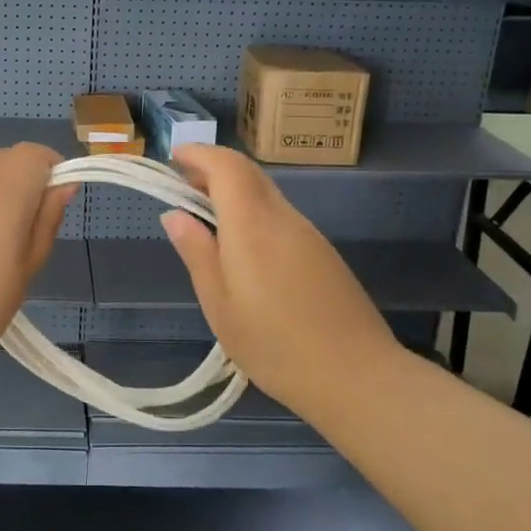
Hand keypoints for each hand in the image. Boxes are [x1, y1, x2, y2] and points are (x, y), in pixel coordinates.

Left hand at [0, 143, 74, 380]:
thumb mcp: (25, 272)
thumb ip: (45, 222)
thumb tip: (62, 186)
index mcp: (1, 192)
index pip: (34, 153)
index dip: (52, 169)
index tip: (58, 204)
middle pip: (5, 159)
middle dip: (27, 179)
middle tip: (33, 227)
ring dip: (0, 194)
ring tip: (2, 247)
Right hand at [161, 145, 399, 399]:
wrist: (357, 376)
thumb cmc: (274, 344)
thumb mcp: (219, 304)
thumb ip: (196, 252)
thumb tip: (174, 214)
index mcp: (252, 224)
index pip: (227, 166)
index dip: (199, 154)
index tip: (173, 158)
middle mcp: (283, 217)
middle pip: (248, 173)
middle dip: (213, 169)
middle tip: (183, 186)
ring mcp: (308, 233)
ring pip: (266, 194)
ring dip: (233, 192)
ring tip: (206, 218)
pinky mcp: (323, 253)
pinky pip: (281, 216)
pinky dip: (253, 213)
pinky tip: (242, 248)